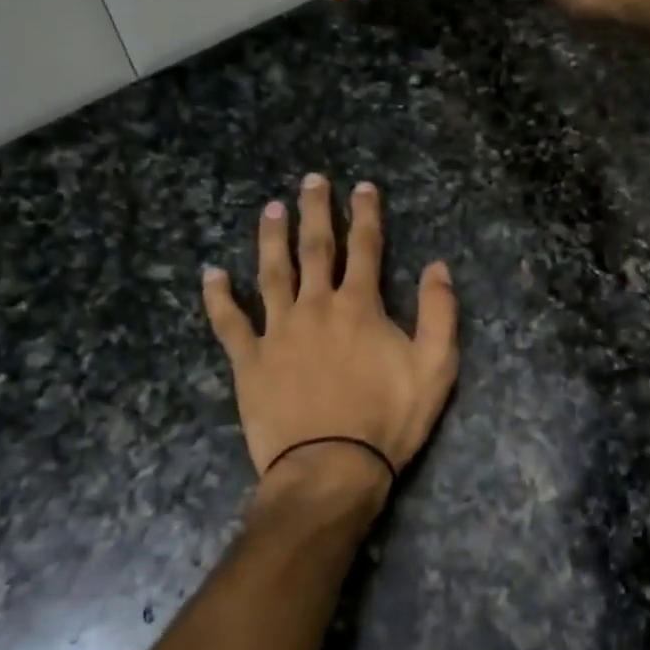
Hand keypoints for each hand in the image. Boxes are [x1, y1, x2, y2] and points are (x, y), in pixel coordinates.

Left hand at [202, 175, 458, 497]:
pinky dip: (219, 297)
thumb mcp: (435, 367)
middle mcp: (316, 307)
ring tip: (270, 210)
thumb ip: (439, 312)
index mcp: (360, 306)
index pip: (365, 248)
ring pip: (272, 273)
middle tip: (311, 181)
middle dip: (315, 212)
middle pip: (315, 249)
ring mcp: (278, 332)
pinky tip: (211, 274)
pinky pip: (229, 322)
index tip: (362, 186)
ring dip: (271, 239)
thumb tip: (438, 266)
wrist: (331, 469)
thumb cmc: (388, 419)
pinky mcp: (250, 361)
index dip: (365, 214)